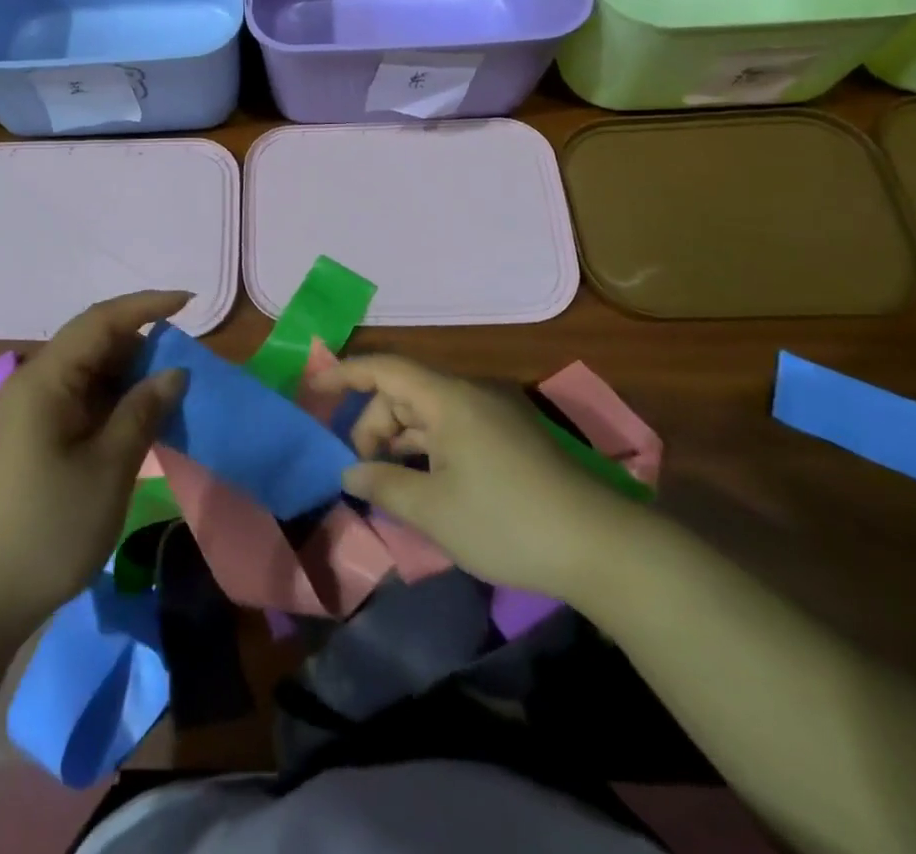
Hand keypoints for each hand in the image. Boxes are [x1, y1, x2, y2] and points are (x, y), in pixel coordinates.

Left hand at [0, 292, 188, 644]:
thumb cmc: (46, 530)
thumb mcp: (108, 470)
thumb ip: (142, 412)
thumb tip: (173, 372)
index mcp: (44, 380)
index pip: (100, 321)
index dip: (146, 305)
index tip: (189, 303)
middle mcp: (30, 385)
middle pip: (92, 345)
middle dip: (141, 347)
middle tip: (185, 365)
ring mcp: (24, 414)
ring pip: (85, 375)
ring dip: (127, 378)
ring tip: (168, 396)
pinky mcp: (26, 440)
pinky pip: (75, 402)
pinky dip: (109, 404)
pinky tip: (135, 423)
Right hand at [315, 353, 642, 598]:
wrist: (600, 547)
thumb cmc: (506, 521)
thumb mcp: (432, 510)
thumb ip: (383, 485)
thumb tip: (349, 473)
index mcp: (448, 399)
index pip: (385, 368)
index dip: (346, 374)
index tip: (315, 390)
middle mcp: (469, 396)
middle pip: (404, 394)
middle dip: (373, 426)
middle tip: (361, 474)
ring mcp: (492, 417)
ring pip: (428, 415)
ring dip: (400, 443)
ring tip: (387, 485)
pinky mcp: (509, 441)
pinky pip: (452, 432)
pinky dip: (428, 452)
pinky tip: (423, 487)